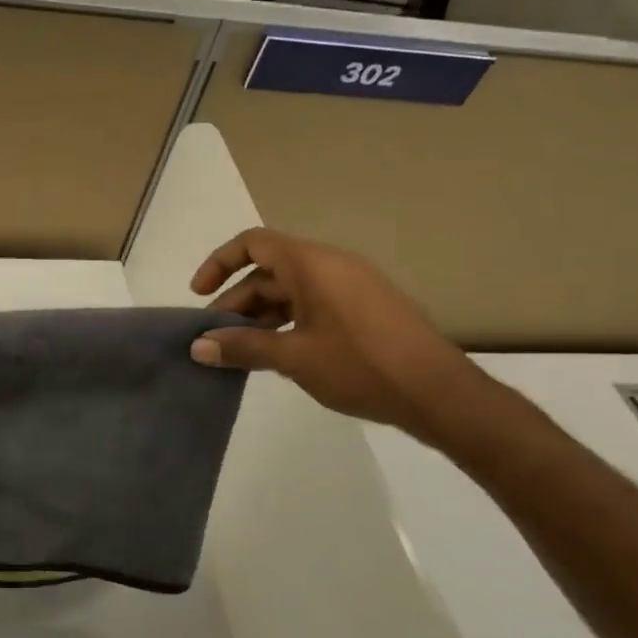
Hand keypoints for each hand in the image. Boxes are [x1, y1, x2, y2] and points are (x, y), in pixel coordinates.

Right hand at [188, 228, 486, 442]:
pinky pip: (314, 304)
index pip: (253, 243)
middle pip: (270, 271)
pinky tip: (280, 355)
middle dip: (237, 301)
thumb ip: (243, 348)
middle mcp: (331, 266)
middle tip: (216, 339)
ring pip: (292, 291)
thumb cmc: (361, 366)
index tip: (199, 294)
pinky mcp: (366, 310)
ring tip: (243, 351)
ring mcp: (352, 288)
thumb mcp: (295, 358)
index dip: (220, 263)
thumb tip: (198, 346)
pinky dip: (288, 322)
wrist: (440, 394)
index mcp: (312, 265)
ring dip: (262, 316)